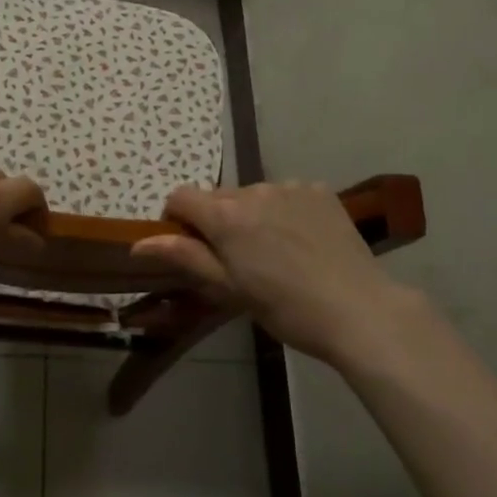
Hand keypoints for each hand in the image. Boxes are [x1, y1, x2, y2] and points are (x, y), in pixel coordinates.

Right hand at [131, 182, 420, 366]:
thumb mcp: (229, 288)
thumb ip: (185, 257)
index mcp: (226, 216)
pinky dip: (283, 211)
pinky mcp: (319, 190)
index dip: (177, 219)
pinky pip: (286, 194)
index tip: (190, 247)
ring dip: (251, 216)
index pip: (180, 196)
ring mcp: (289, 187)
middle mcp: (253, 190)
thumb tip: (138, 243)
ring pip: (253, 196)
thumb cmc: (285, 308)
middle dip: (216, 221)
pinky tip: (301, 241)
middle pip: (218, 198)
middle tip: (236, 260)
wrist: (358, 309)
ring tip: (274, 253)